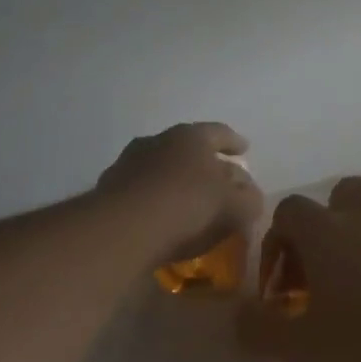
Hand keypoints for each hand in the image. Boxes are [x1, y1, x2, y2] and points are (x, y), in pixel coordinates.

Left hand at [97, 122, 262, 265]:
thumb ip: (249, 200)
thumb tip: (251, 197)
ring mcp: (128, 164)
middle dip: (205, 163)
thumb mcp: (235, 207)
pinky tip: (163, 219)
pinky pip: (143, 191)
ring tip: (190, 201)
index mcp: (190, 137)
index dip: (234, 142)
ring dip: (177, 181)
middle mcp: (157, 142)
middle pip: (188, 149)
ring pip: (162, 169)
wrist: (123, 229)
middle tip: (219, 178)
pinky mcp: (109, 191)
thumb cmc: (188, 206)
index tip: (244, 149)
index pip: (219, 132)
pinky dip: (156, 200)